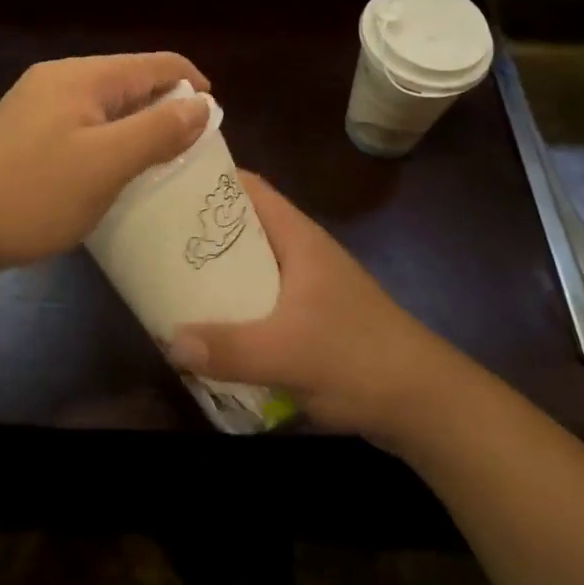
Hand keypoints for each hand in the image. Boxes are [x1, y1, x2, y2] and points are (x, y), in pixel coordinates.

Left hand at [0, 53, 211, 271]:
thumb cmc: (33, 193)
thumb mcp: (106, 164)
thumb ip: (157, 131)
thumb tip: (201, 104)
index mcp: (82, 76)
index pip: (153, 63)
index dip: (190, 82)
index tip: (215, 116)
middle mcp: (58, 78)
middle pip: (128, 80)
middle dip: (164, 105)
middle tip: (190, 146)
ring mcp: (35, 103)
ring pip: (104, 103)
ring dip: (135, 124)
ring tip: (158, 159)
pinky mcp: (22, 130)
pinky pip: (80, 122)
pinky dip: (107, 137)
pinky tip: (110, 168)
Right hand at [168, 173, 450, 440]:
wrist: (426, 405)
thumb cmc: (358, 356)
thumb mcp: (287, 351)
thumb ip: (228, 348)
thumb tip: (169, 341)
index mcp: (297, 237)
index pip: (249, 187)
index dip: (211, 180)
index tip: (168, 184)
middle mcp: (300, 252)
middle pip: (244, 226)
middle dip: (203, 231)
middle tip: (157, 237)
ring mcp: (309, 287)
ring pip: (252, 266)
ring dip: (218, 273)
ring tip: (172, 280)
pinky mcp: (313, 320)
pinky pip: (263, 301)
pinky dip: (237, 307)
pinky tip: (212, 329)